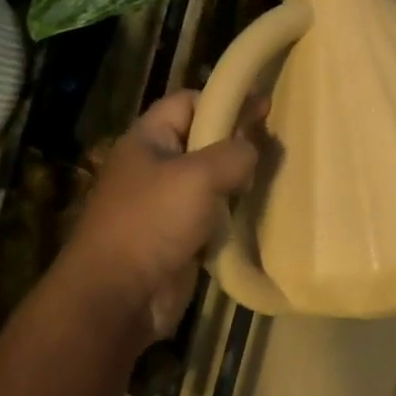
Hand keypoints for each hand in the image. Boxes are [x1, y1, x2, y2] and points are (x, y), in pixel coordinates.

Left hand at [57, 91, 262, 337]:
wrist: (119, 295)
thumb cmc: (153, 222)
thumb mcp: (199, 175)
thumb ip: (234, 152)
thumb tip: (253, 148)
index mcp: (148, 139)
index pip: (188, 102)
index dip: (225, 100)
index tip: (265, 107)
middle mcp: (155, 166)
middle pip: (203, 140)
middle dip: (238, 140)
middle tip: (276, 144)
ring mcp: (165, 203)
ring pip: (211, 179)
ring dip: (240, 179)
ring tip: (274, 176)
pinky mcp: (179, 236)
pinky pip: (213, 213)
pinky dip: (234, 211)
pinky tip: (258, 211)